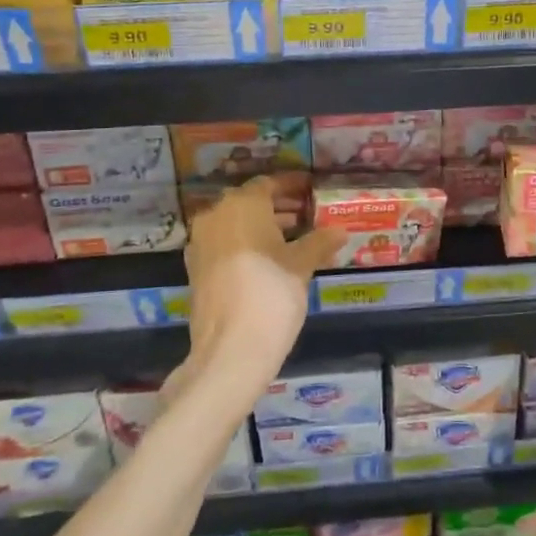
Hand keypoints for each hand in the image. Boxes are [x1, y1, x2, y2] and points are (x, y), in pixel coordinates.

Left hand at [175, 177, 345, 399]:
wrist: (229, 351)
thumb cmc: (271, 295)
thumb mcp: (302, 265)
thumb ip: (320, 242)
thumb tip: (340, 230)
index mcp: (242, 205)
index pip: (269, 184)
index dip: (292, 186)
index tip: (311, 190)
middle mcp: (216, 215)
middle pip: (250, 202)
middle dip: (278, 206)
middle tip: (307, 214)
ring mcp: (201, 243)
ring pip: (235, 223)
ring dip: (262, 226)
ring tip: (294, 238)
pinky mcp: (196, 269)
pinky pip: (225, 244)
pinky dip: (246, 244)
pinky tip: (270, 260)